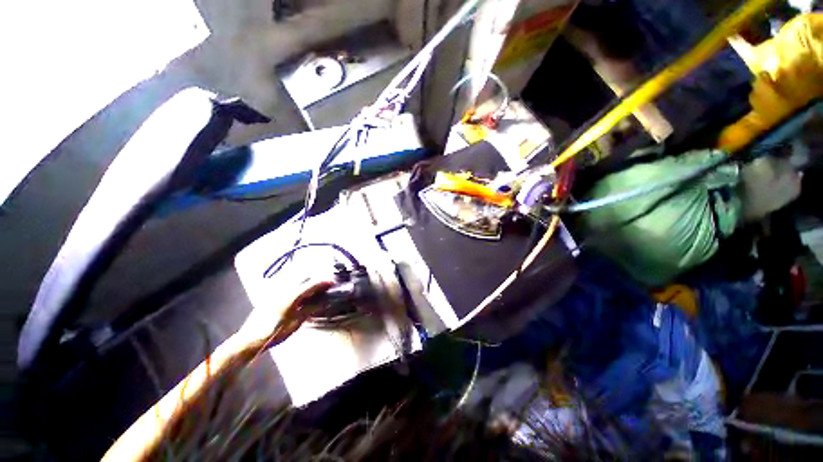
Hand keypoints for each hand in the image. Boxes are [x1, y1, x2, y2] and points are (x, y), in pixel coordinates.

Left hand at [238, 278, 334, 347]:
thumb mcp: (295, 323)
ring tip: (315, 289)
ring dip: (307, 281)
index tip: (333, 282)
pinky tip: (301, 293)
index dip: (323, 282)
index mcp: (291, 296)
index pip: (311, 284)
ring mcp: (276, 290)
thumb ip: (310, 310)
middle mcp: (284, 289)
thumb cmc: (274, 333)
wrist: (249, 340)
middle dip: (316, 279)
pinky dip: (298, 285)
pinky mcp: (271, 294)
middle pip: (304, 278)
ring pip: (296, 280)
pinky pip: (288, 284)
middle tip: (325, 286)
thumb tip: (324, 302)